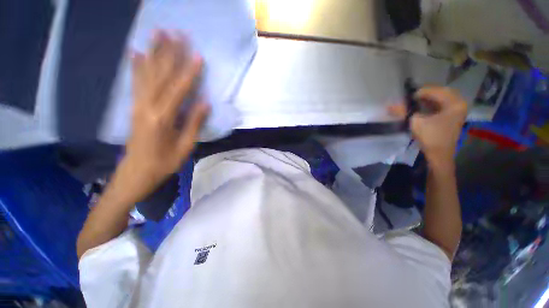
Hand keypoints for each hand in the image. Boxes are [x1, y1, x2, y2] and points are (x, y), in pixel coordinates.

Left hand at [123, 31, 209, 196]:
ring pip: (147, 74)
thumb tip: (205, 102)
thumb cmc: (164, 163)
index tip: (198, 55)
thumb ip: (194, 123)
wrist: (136, 173)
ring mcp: (138, 105)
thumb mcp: (185, 147)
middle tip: (176, 33)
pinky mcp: (134, 107)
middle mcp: (147, 106)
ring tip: (158, 33)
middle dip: (169, 53)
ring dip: (154, 52)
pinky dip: (137, 66)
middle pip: (160, 75)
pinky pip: (136, 82)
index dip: (189, 73)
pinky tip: (137, 53)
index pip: (179, 90)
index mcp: (163, 118)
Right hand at [389, 86, 466, 167]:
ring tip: (414, 102)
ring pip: (441, 98)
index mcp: (454, 103)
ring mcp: (458, 110)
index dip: (419, 92)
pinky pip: (442, 104)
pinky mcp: (453, 116)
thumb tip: (389, 105)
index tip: (406, 97)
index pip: (435, 91)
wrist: (439, 155)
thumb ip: (403, 112)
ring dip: (427, 99)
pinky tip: (422, 107)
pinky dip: (431, 104)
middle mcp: (459, 103)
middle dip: (424, 94)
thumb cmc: (431, 138)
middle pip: (440, 92)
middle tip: (411, 98)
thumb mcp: (415, 122)